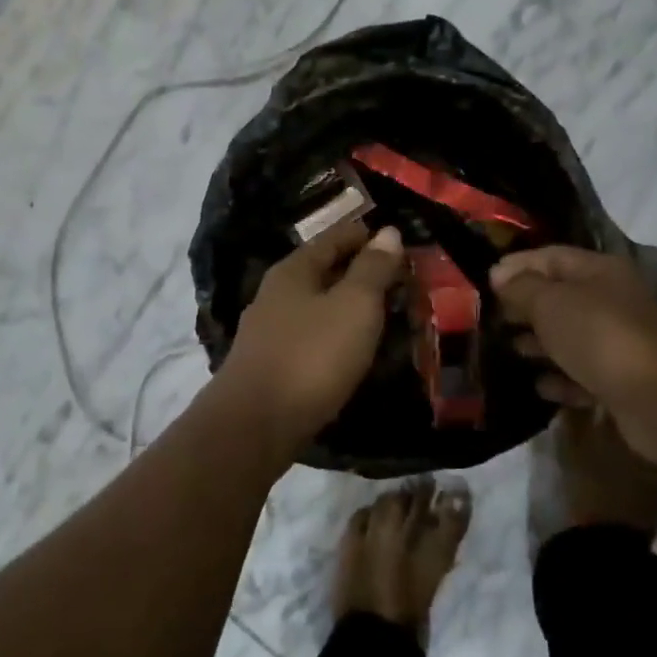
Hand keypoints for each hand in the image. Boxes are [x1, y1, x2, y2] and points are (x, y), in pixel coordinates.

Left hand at [214, 221, 405, 447]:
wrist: (255, 425)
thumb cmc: (311, 356)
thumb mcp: (354, 305)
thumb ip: (373, 268)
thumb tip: (388, 231)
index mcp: (293, 270)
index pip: (334, 237)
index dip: (367, 235)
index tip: (400, 240)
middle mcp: (276, 293)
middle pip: (323, 270)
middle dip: (360, 271)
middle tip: (401, 280)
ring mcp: (269, 331)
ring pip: (317, 305)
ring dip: (348, 305)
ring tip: (384, 314)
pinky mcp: (270, 365)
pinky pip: (311, 336)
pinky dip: (336, 334)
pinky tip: (352, 349)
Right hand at [490, 246, 656, 447]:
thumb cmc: (600, 336)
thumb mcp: (551, 303)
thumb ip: (521, 287)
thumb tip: (500, 276)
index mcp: (600, 271)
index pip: (552, 257)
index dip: (518, 265)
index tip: (485, 281)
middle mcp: (613, 301)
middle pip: (561, 297)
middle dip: (525, 306)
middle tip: (491, 318)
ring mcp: (620, 342)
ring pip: (571, 336)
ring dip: (540, 343)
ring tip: (510, 350)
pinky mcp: (622, 381)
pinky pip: (583, 374)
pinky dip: (561, 378)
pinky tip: (540, 385)